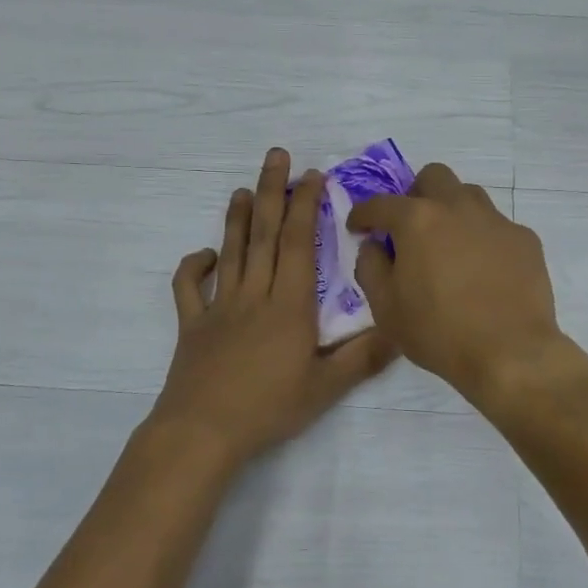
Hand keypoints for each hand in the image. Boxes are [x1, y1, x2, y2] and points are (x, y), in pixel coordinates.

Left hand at [148, 149, 394, 471]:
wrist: (202, 431)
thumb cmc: (268, 409)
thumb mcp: (325, 388)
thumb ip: (363, 357)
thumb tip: (399, 329)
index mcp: (289, 306)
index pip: (299, 245)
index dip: (306, 207)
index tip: (311, 177)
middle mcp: (254, 296)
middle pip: (264, 235)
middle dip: (272, 192)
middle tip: (275, 156)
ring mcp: (219, 308)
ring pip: (231, 252)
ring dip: (237, 218)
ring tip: (242, 189)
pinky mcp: (192, 325)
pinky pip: (188, 289)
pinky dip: (193, 267)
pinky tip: (204, 254)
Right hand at [349, 162, 571, 407]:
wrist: (510, 353)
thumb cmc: (438, 332)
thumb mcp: (386, 308)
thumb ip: (370, 267)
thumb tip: (374, 245)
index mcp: (417, 220)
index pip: (380, 204)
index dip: (363, 214)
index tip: (358, 227)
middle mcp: (457, 207)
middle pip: (433, 176)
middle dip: (415, 194)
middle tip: (410, 227)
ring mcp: (496, 220)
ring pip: (468, 195)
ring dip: (451, 210)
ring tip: (448, 245)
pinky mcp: (525, 239)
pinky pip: (497, 225)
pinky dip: (482, 238)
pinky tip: (483, 269)